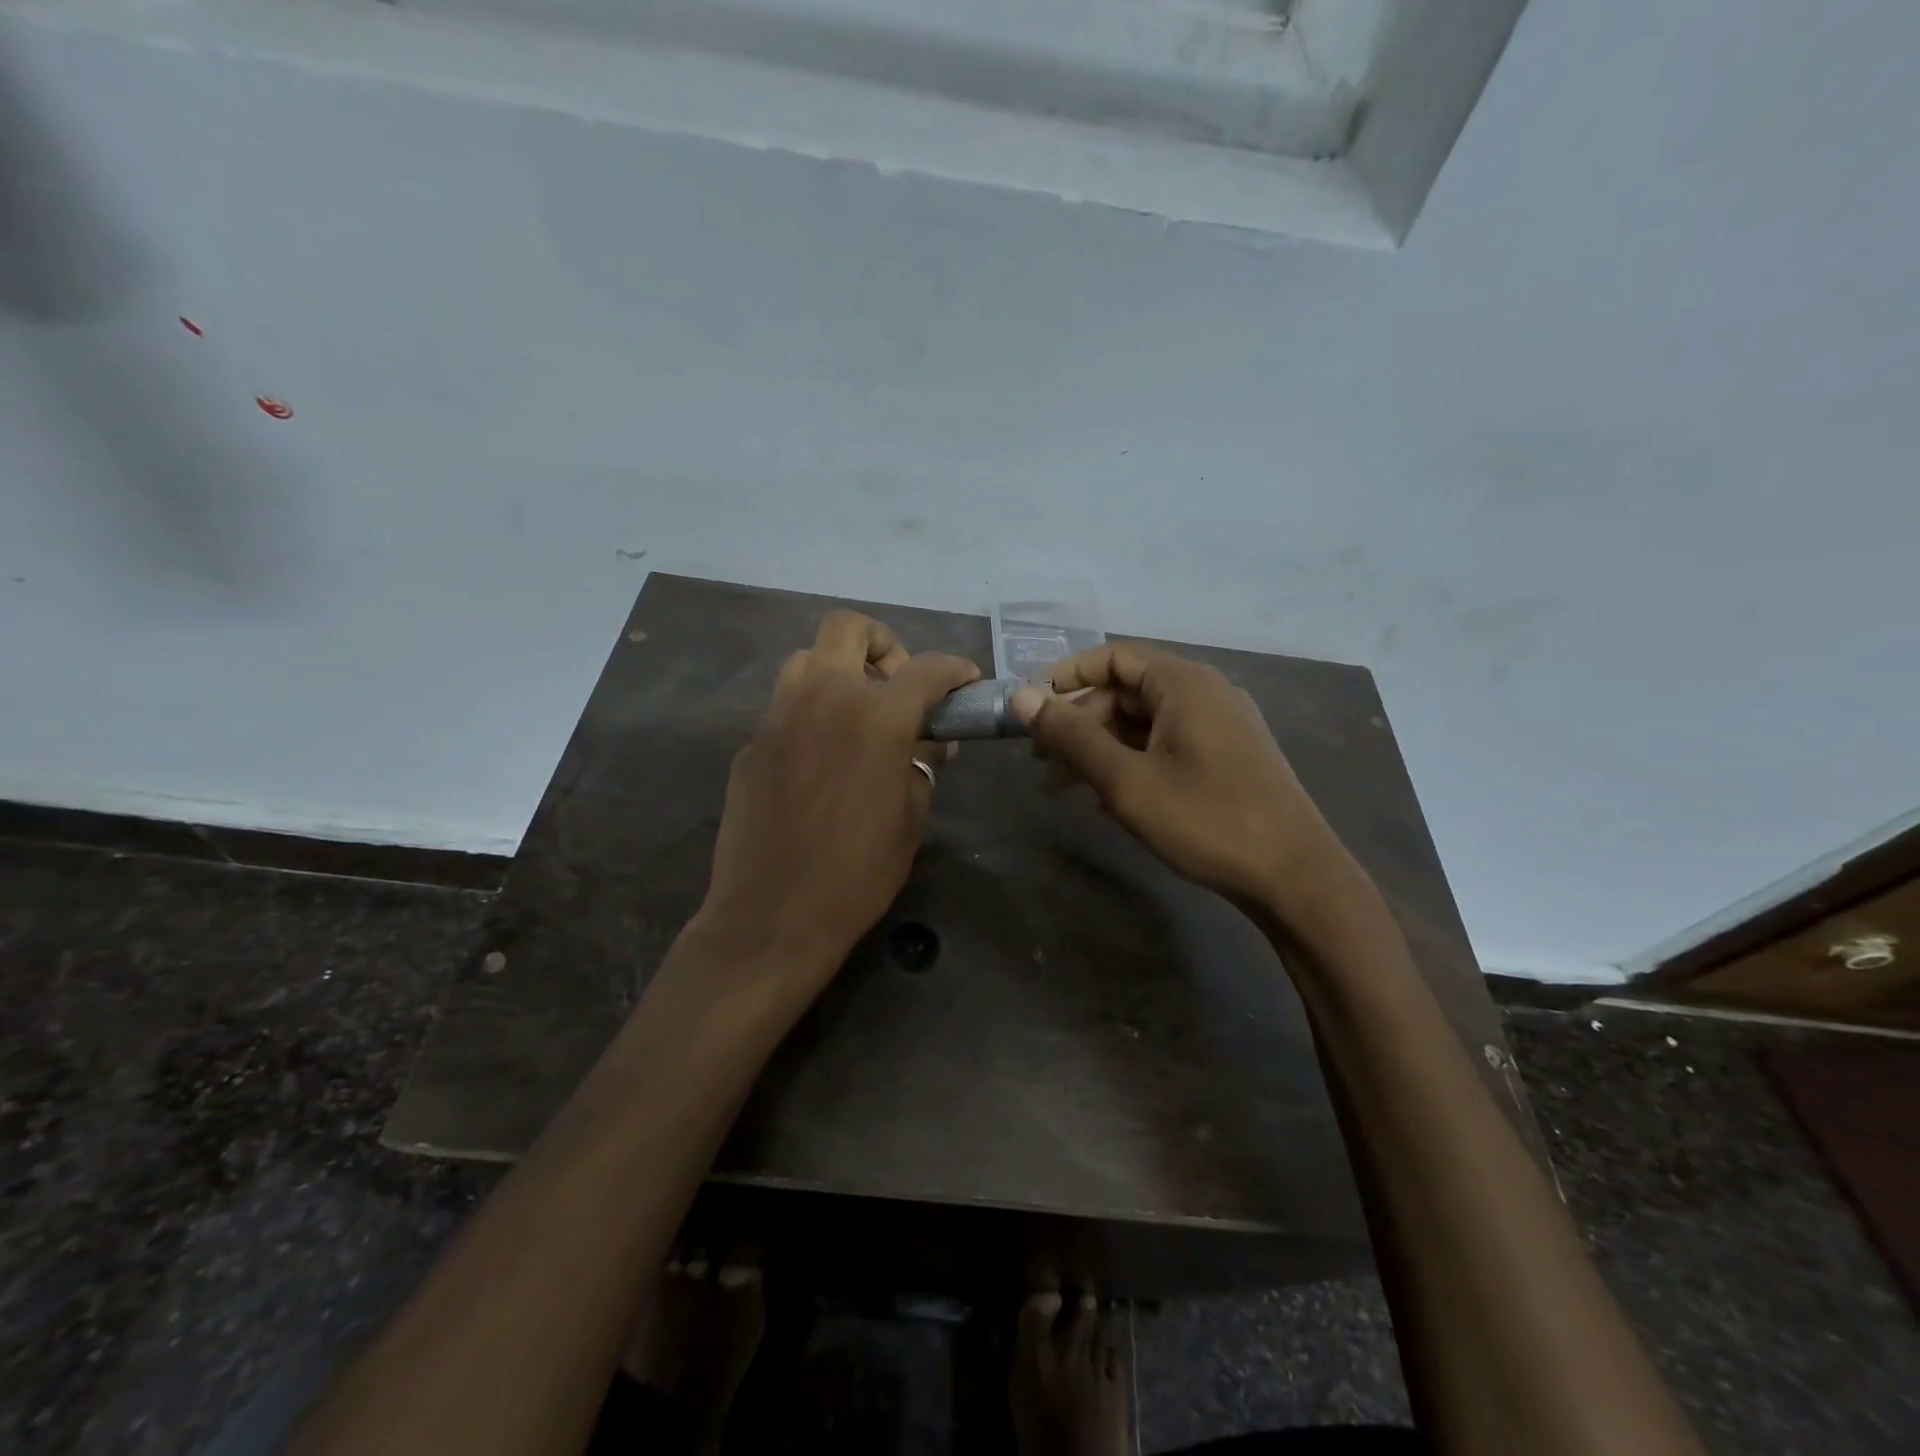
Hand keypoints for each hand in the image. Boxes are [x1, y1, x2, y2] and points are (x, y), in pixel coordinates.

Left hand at [697, 611, 978, 991]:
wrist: (773, 914)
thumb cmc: (858, 872)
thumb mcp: (911, 817)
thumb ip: (923, 765)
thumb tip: (930, 743)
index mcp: (876, 716)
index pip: (926, 668)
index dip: (955, 669)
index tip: (966, 681)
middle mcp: (824, 698)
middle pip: (848, 628)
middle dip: (883, 644)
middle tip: (897, 686)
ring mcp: (779, 716)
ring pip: (807, 660)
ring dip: (839, 671)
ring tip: (857, 715)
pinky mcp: (751, 742)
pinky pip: (785, 706)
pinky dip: (811, 712)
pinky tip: (821, 757)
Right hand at [1010, 642, 1352, 918]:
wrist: (1294, 877)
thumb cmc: (1206, 820)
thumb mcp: (1126, 780)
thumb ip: (1071, 737)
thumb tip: (1021, 698)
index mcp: (1184, 684)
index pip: (1115, 656)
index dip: (1068, 676)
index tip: (1033, 707)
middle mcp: (1205, 693)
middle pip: (1126, 691)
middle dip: (1079, 723)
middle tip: (1041, 763)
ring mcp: (1221, 725)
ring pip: (1144, 722)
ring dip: (1101, 748)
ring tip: (1064, 787)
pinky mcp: (1228, 756)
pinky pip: (1166, 744)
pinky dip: (1131, 761)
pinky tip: (1108, 798)